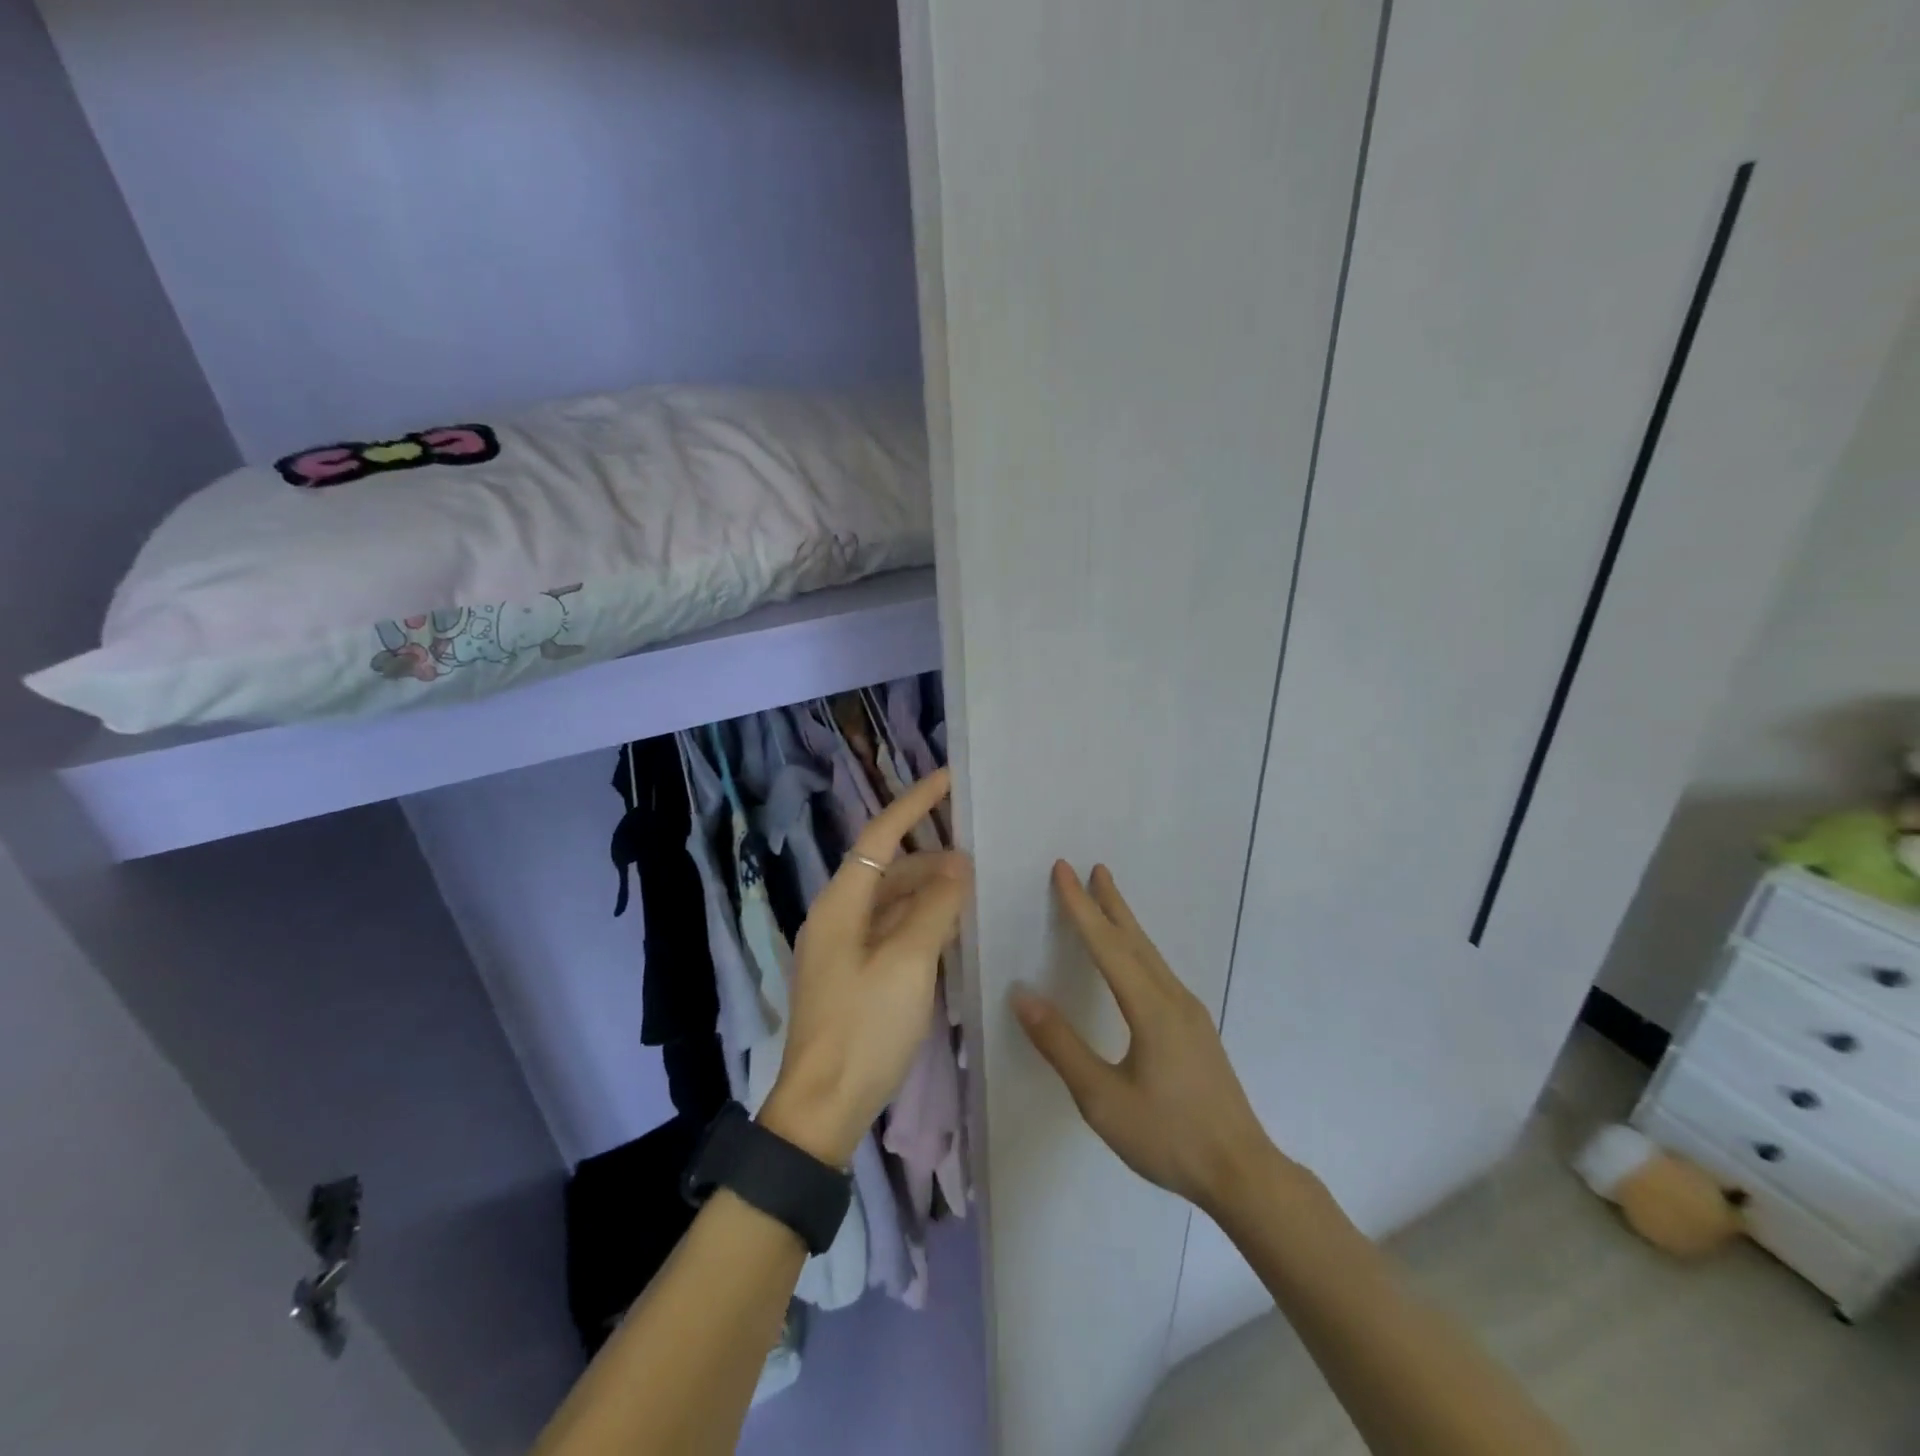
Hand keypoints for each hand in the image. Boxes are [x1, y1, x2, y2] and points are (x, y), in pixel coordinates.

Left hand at [761, 769, 971, 1166]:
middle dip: (931, 856)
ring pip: (892, 901)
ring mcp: (845, 947)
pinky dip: (921, 922)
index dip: (914, 804)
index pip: (880, 836)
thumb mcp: (907, 963)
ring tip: (974, 889)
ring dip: (929, 891)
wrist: (824, 1107)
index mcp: (841, 904)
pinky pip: (892, 930)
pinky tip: (953, 928)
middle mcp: (838, 916)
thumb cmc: (864, 1028)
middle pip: (888, 868)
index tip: (948, 778)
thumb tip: (957, 865)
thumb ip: (935, 908)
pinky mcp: (855, 974)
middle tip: (980, 853)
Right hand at [1014, 861, 1282, 1216]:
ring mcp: (1190, 1012)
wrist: (1242, 1172)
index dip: (1081, 907)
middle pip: (1135, 939)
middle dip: (1110, 902)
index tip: (1063, 870)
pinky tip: (1135, 961)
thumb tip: (1023, 994)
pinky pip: (1159, 972)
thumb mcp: (1102, 1099)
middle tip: (1094, 868)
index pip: (1106, 945)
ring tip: (1109, 900)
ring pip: (1150, 954)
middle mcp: (1173, 998)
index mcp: (1150, 1007)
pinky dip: (1138, 949)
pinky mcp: (1196, 1029)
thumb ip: (1061, 1045)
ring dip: (1126, 923)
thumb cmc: (1168, 1136)